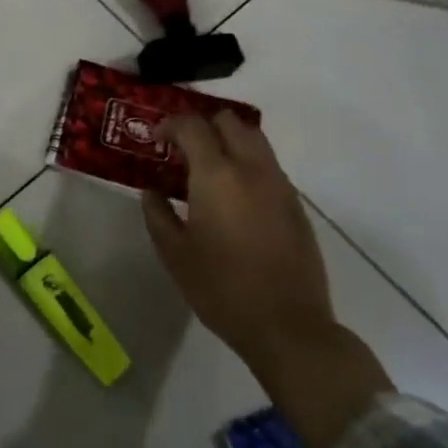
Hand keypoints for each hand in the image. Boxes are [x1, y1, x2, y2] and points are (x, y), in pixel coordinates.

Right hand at [142, 113, 390, 447]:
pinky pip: (269, 166)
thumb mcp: (175, 254)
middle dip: (203, 126)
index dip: (169, 125)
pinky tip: (234, 197)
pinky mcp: (296, 204)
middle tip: (184, 150)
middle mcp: (252, 169)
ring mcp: (279, 185)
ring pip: (255, 139)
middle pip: (230, 121)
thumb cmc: (221, 289)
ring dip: (229, 142)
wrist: (288, 327)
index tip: (156, 140)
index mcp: (217, 175)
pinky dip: (248, 165)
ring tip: (208, 170)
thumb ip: (157, 214)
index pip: (192, 126)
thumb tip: (152, 190)